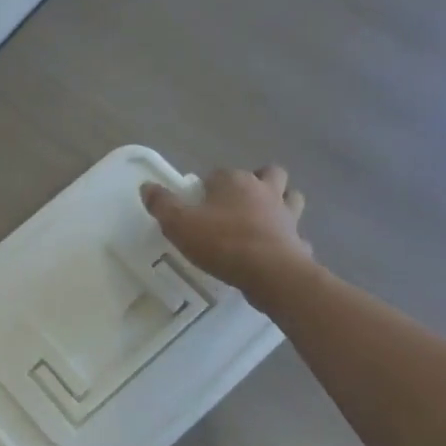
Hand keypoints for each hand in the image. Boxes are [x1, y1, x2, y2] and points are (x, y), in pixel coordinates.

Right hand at [140, 165, 311, 288]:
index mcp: (235, 182)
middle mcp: (265, 191)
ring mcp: (287, 215)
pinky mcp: (298, 241)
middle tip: (239, 202)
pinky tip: (277, 249)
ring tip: (264, 218)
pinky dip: (289, 239)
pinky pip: (296, 235)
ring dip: (282, 202)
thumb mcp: (179, 224)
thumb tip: (147, 186)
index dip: (208, 186)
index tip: (198, 204)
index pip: (219, 172)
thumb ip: (161, 204)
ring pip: (291, 198)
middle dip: (258, 181)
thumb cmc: (222, 242)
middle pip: (269, 173)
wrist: (270, 273)